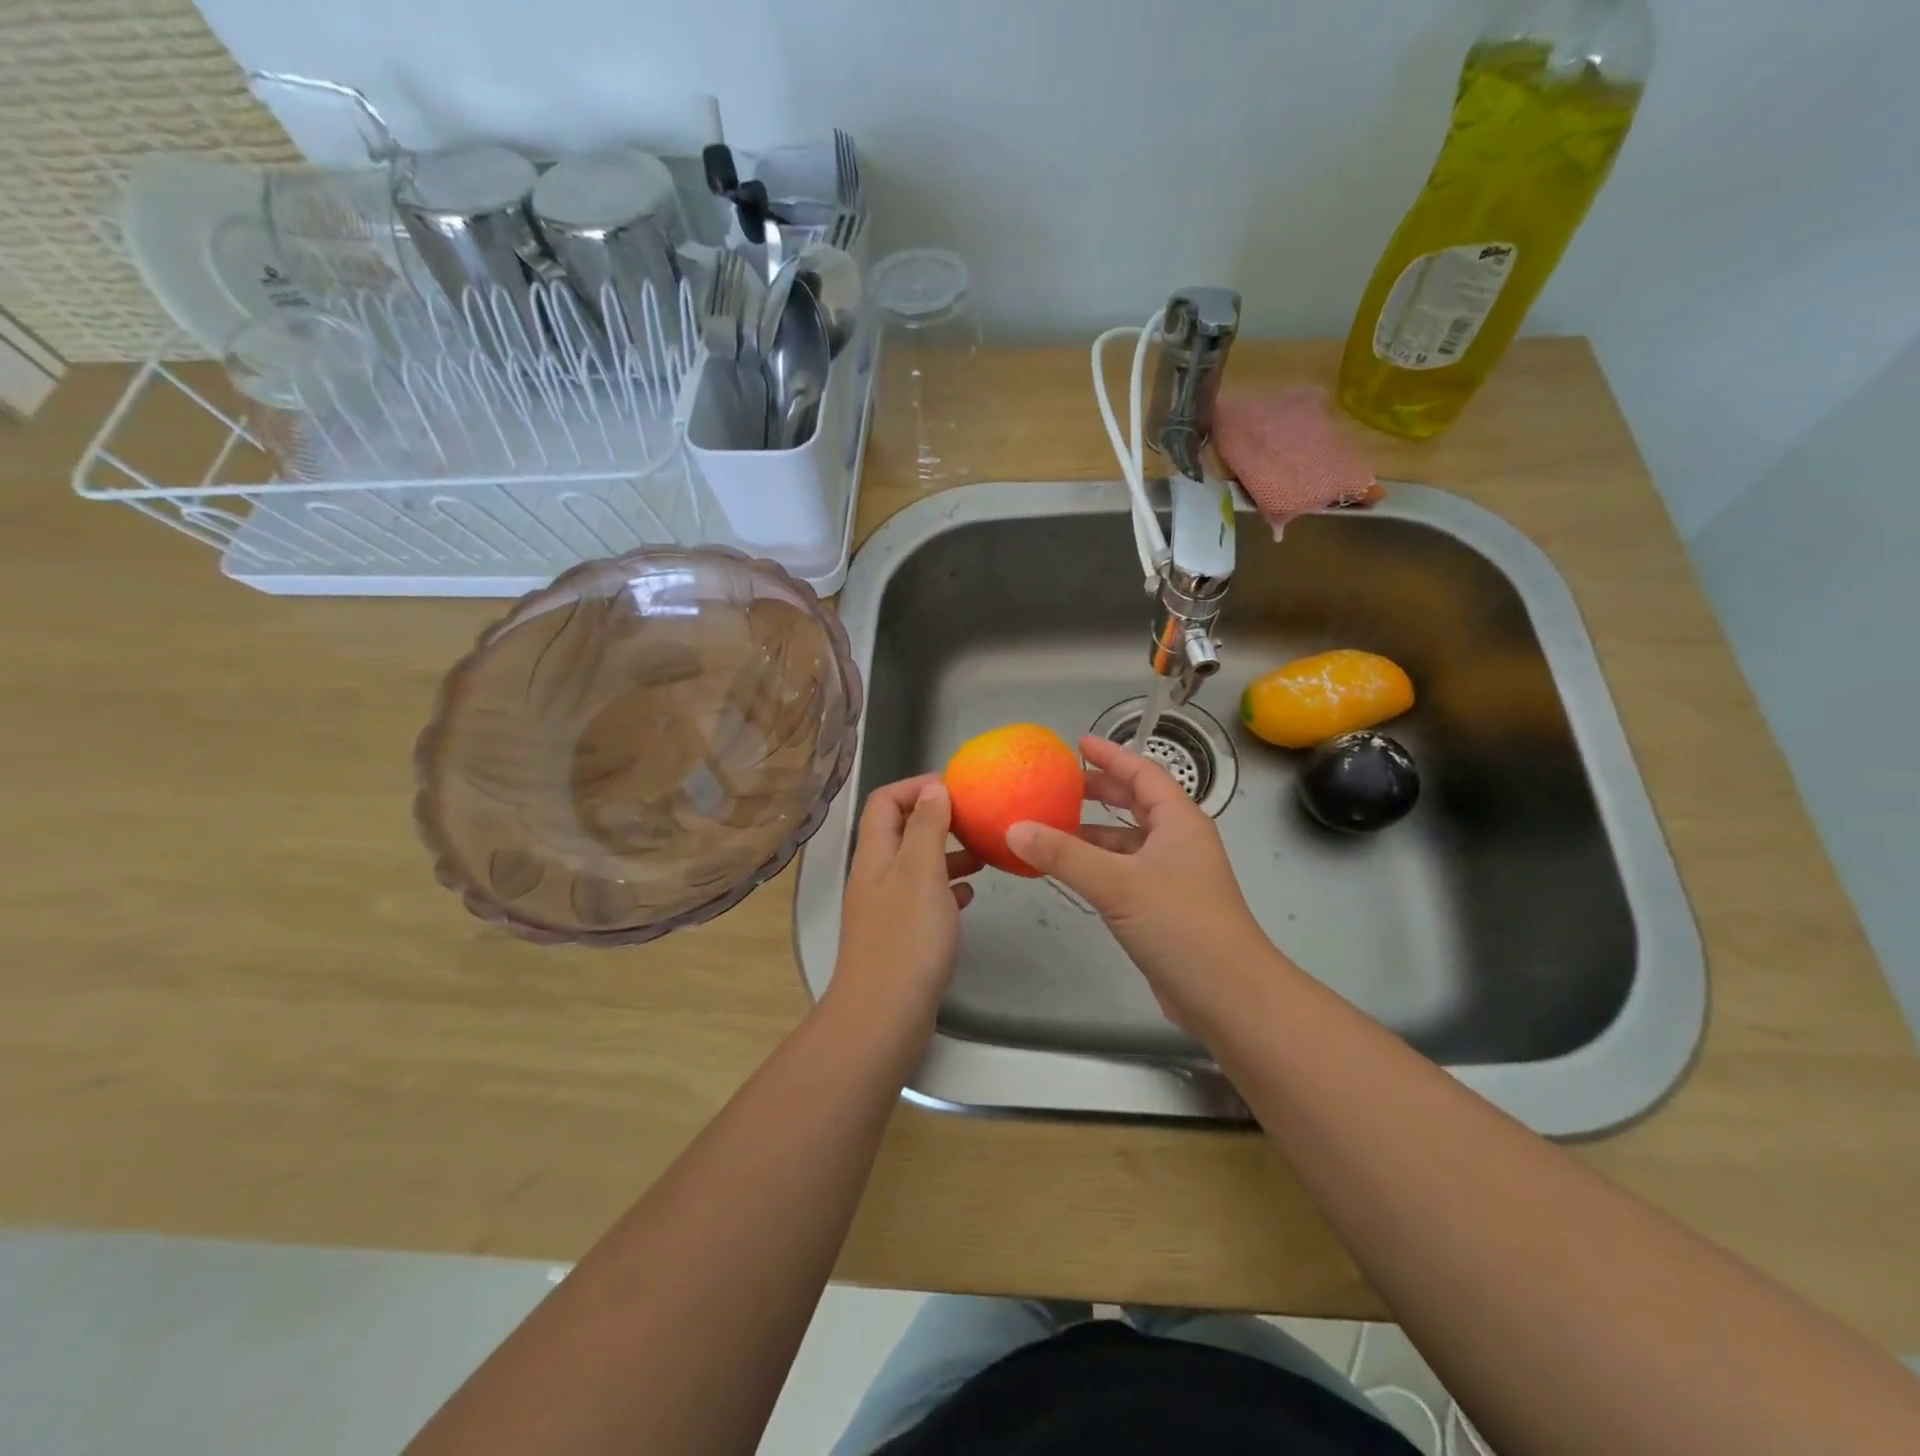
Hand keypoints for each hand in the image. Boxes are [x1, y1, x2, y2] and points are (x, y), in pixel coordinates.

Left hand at [827, 776, 980, 1033]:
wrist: (884, 1016)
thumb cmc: (906, 938)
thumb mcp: (921, 872)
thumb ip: (927, 827)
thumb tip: (933, 788)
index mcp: (875, 854)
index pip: (885, 800)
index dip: (916, 786)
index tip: (956, 787)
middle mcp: (876, 876)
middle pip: (901, 830)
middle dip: (937, 819)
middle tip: (975, 818)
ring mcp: (886, 908)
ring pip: (916, 865)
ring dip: (947, 853)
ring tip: (982, 854)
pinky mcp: (900, 936)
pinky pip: (924, 898)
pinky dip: (946, 889)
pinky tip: (970, 895)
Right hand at [1006, 736, 1277, 1032]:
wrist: (1228, 994)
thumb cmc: (1180, 924)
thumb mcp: (1117, 884)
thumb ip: (1064, 855)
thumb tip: (1014, 828)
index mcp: (1179, 821)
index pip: (1143, 772)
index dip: (1111, 755)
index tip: (1078, 744)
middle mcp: (1178, 841)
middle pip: (1138, 802)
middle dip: (1101, 790)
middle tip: (1060, 784)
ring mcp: (1173, 875)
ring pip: (1129, 840)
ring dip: (1095, 832)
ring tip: (1052, 827)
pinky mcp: (1164, 906)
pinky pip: (1125, 871)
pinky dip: (1098, 864)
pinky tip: (1070, 872)